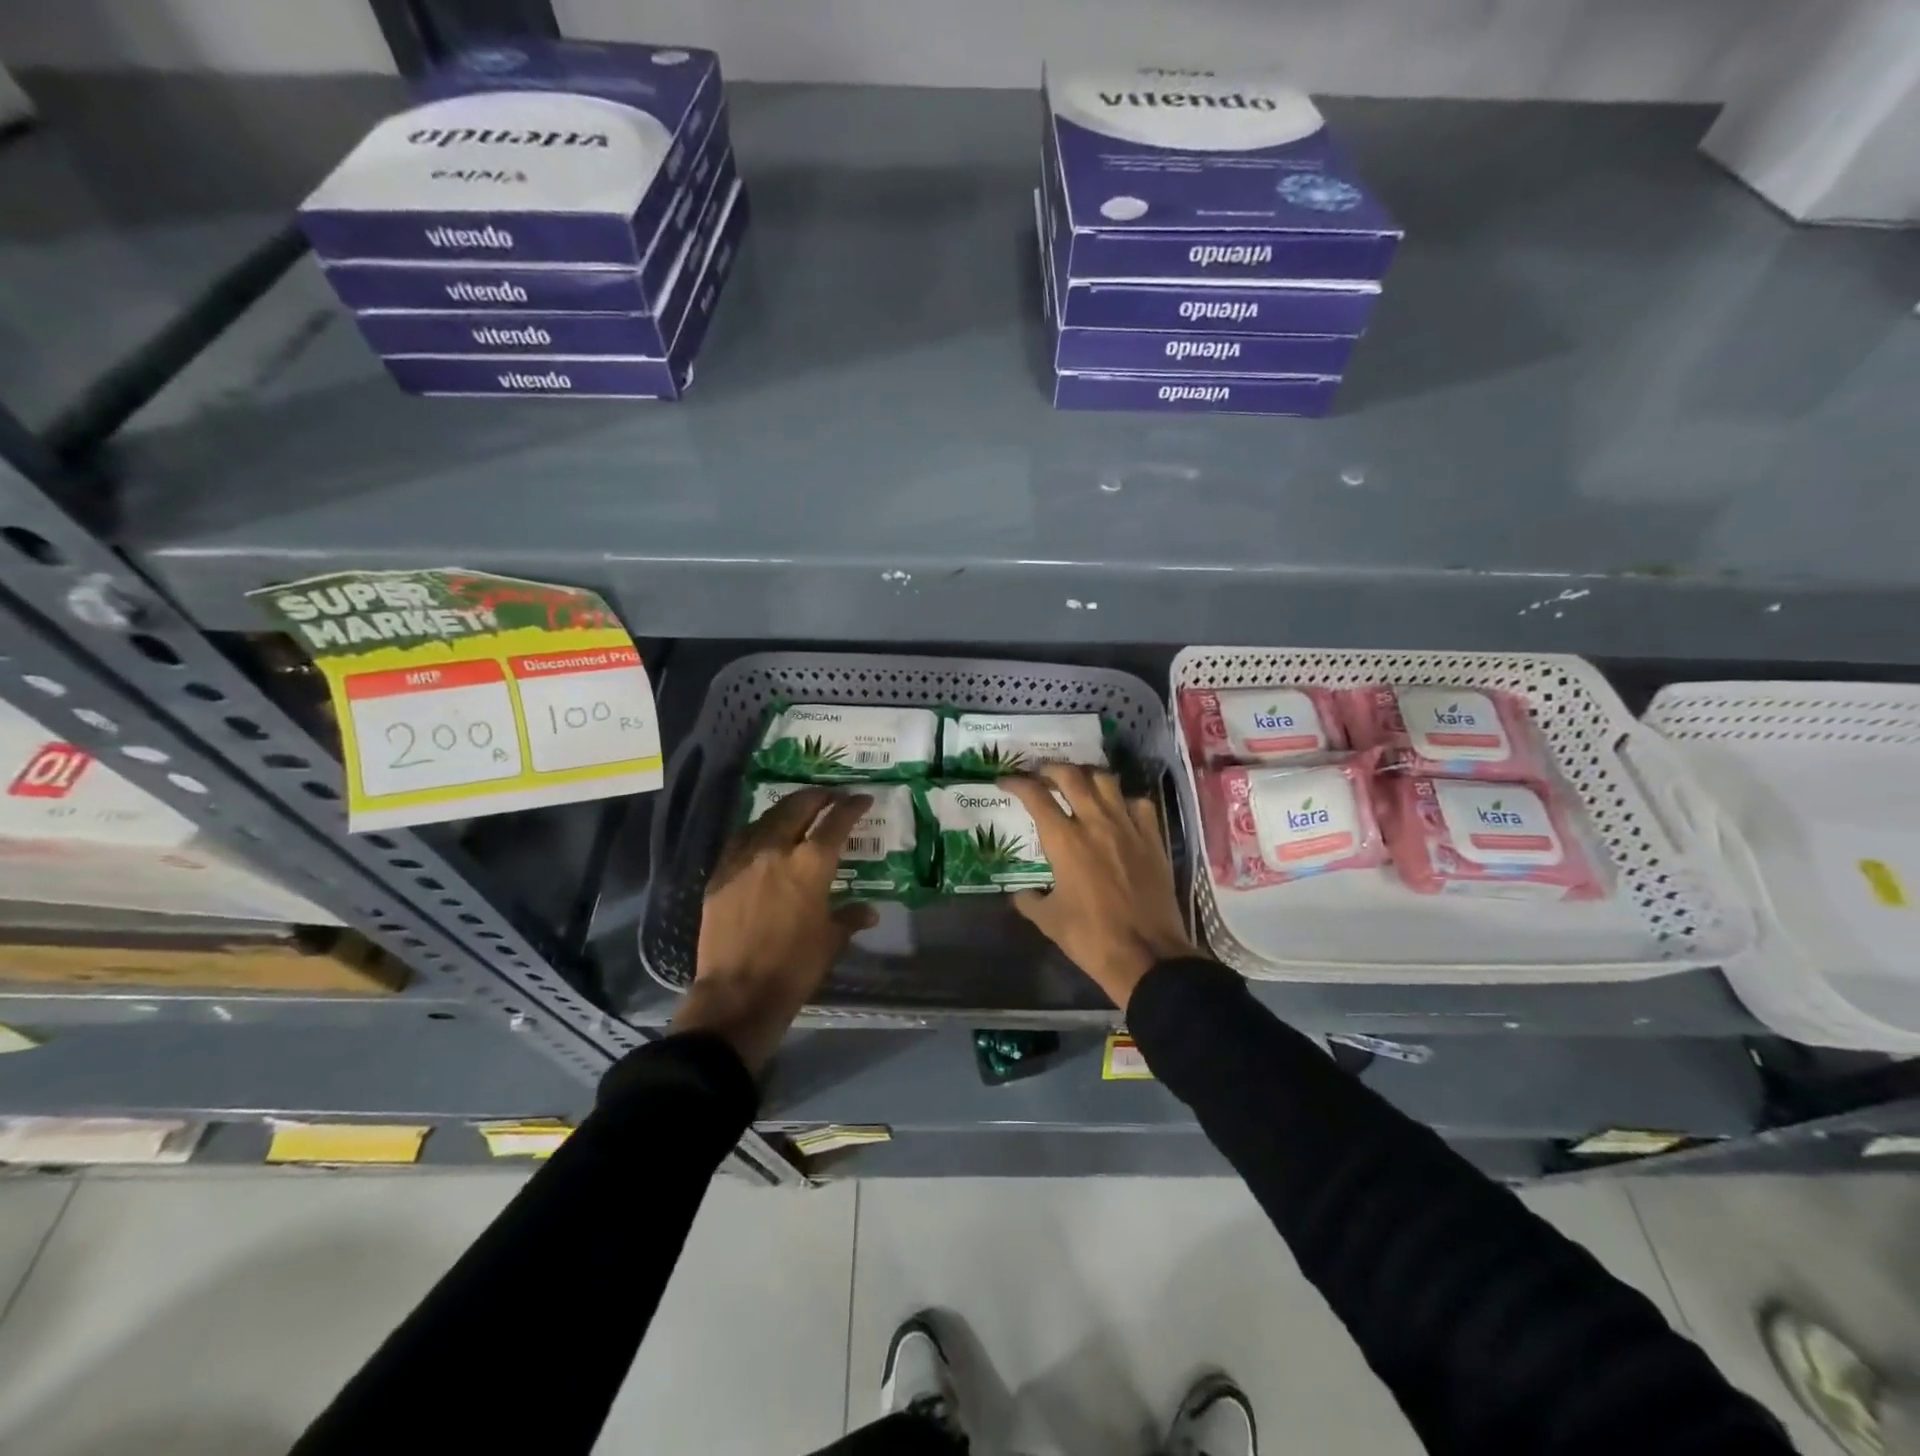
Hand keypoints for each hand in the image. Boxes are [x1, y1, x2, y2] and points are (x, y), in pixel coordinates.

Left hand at [675, 787, 877, 1072]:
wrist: (738, 993)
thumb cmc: (794, 967)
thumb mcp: (831, 941)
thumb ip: (850, 918)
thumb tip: (869, 911)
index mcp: (811, 864)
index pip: (836, 822)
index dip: (852, 806)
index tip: (861, 799)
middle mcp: (777, 850)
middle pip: (798, 807)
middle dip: (817, 797)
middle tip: (830, 796)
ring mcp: (744, 859)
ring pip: (766, 818)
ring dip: (786, 809)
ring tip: (798, 810)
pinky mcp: (720, 874)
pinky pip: (741, 839)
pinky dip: (758, 830)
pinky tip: (762, 836)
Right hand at [1001, 766, 1198, 1009]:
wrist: (1146, 955)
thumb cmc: (1090, 938)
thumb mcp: (1048, 921)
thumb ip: (1029, 900)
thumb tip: (1019, 894)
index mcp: (1064, 840)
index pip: (1035, 796)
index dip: (1016, 783)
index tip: (1005, 781)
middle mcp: (1095, 823)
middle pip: (1071, 776)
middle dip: (1050, 769)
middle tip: (1040, 774)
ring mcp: (1128, 828)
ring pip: (1106, 782)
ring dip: (1087, 777)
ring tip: (1078, 784)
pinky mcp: (1153, 839)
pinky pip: (1139, 804)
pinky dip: (1124, 800)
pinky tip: (1118, 811)